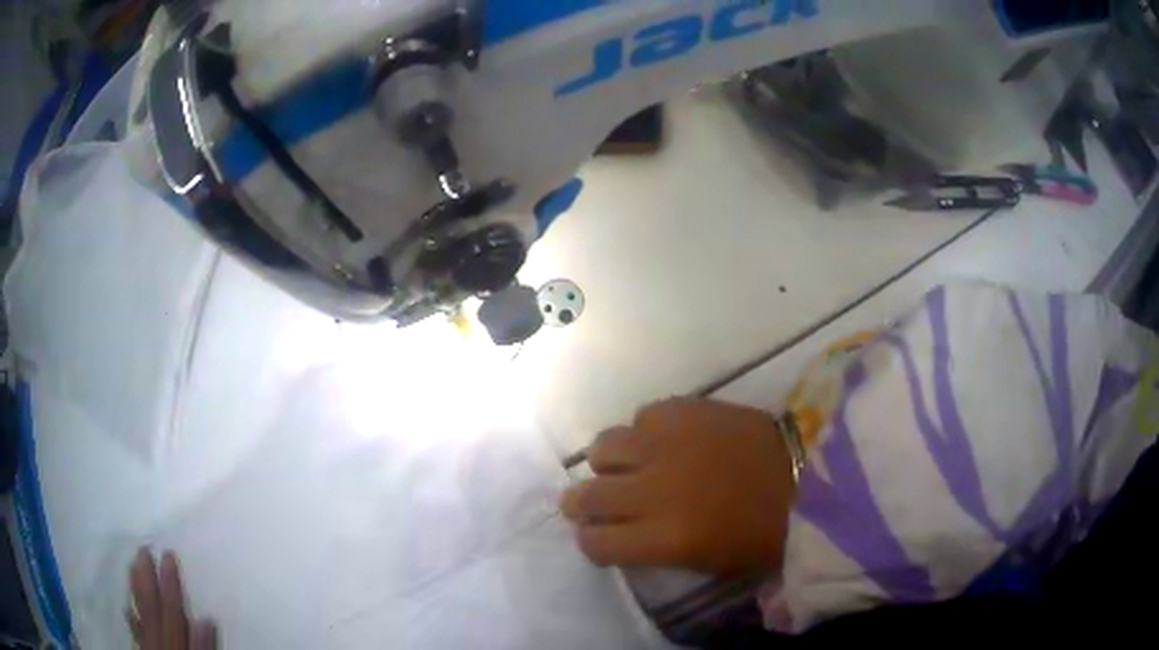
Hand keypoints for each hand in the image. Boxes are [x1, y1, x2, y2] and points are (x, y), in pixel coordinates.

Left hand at [127, 550, 217, 649]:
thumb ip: (203, 649)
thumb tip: (205, 619)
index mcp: (175, 644)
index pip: (171, 609)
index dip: (170, 582)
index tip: (167, 554)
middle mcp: (158, 642)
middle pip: (151, 607)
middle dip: (147, 577)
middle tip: (141, 547)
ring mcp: (148, 648)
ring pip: (140, 614)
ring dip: (135, 590)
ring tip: (131, 565)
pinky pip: (136, 635)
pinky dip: (131, 619)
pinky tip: (126, 607)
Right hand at [561, 398, 796, 576]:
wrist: (809, 476)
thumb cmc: (763, 535)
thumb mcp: (705, 563)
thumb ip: (654, 549)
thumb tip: (623, 534)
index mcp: (662, 539)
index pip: (594, 542)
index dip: (592, 542)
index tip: (600, 537)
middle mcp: (653, 490)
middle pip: (587, 495)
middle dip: (582, 502)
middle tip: (593, 501)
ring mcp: (666, 444)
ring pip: (603, 447)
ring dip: (608, 462)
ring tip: (626, 466)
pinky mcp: (684, 409)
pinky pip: (642, 416)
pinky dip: (645, 432)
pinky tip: (665, 441)